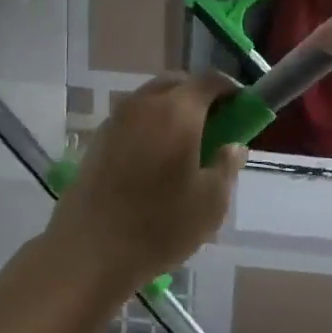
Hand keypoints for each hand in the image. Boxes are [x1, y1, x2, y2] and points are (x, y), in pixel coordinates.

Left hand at [46, 72, 246, 291]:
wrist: (89, 252)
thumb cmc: (159, 226)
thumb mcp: (211, 202)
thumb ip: (226, 166)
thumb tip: (232, 146)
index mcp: (178, 111)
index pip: (210, 80)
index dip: (230, 90)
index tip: (242, 109)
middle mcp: (145, 104)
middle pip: (178, 83)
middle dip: (200, 96)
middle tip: (215, 126)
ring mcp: (117, 119)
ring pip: (152, 99)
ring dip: (173, 109)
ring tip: (184, 144)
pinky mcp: (98, 139)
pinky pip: (133, 118)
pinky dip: (150, 125)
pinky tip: (155, 159)